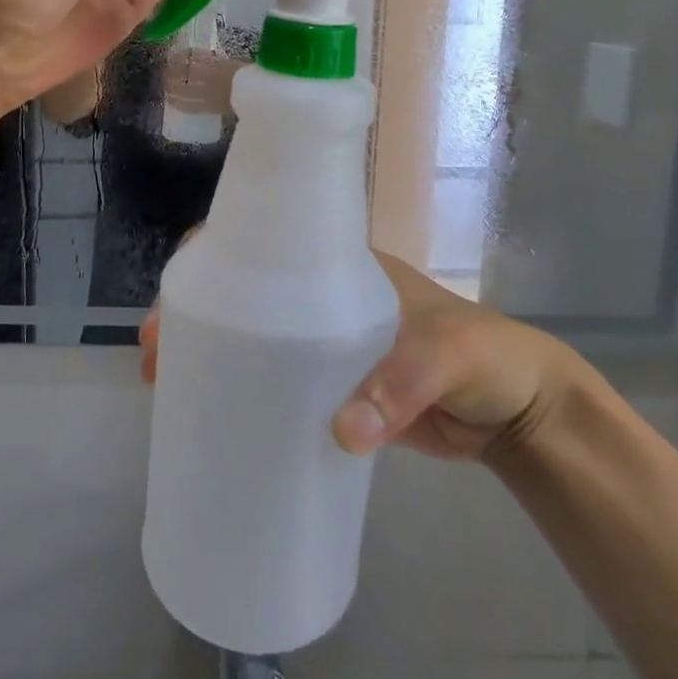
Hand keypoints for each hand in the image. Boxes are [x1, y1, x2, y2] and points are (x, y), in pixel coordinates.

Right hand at [139, 252, 575, 465]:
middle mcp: (323, 300)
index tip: (177, 302)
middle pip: (243, 296)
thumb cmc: (486, 356)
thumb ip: (401, 385)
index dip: (212, 264)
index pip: (262, 245)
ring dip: (212, 357)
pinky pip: (277, 385)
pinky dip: (244, 395)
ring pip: (254, 341)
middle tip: (157, 358)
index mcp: (340, 269)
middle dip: (194, 317)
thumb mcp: (448, 355)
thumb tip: (342, 433)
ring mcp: (327, 346)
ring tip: (168, 389)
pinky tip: (218, 421)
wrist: (520, 411)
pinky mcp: (334, 390)